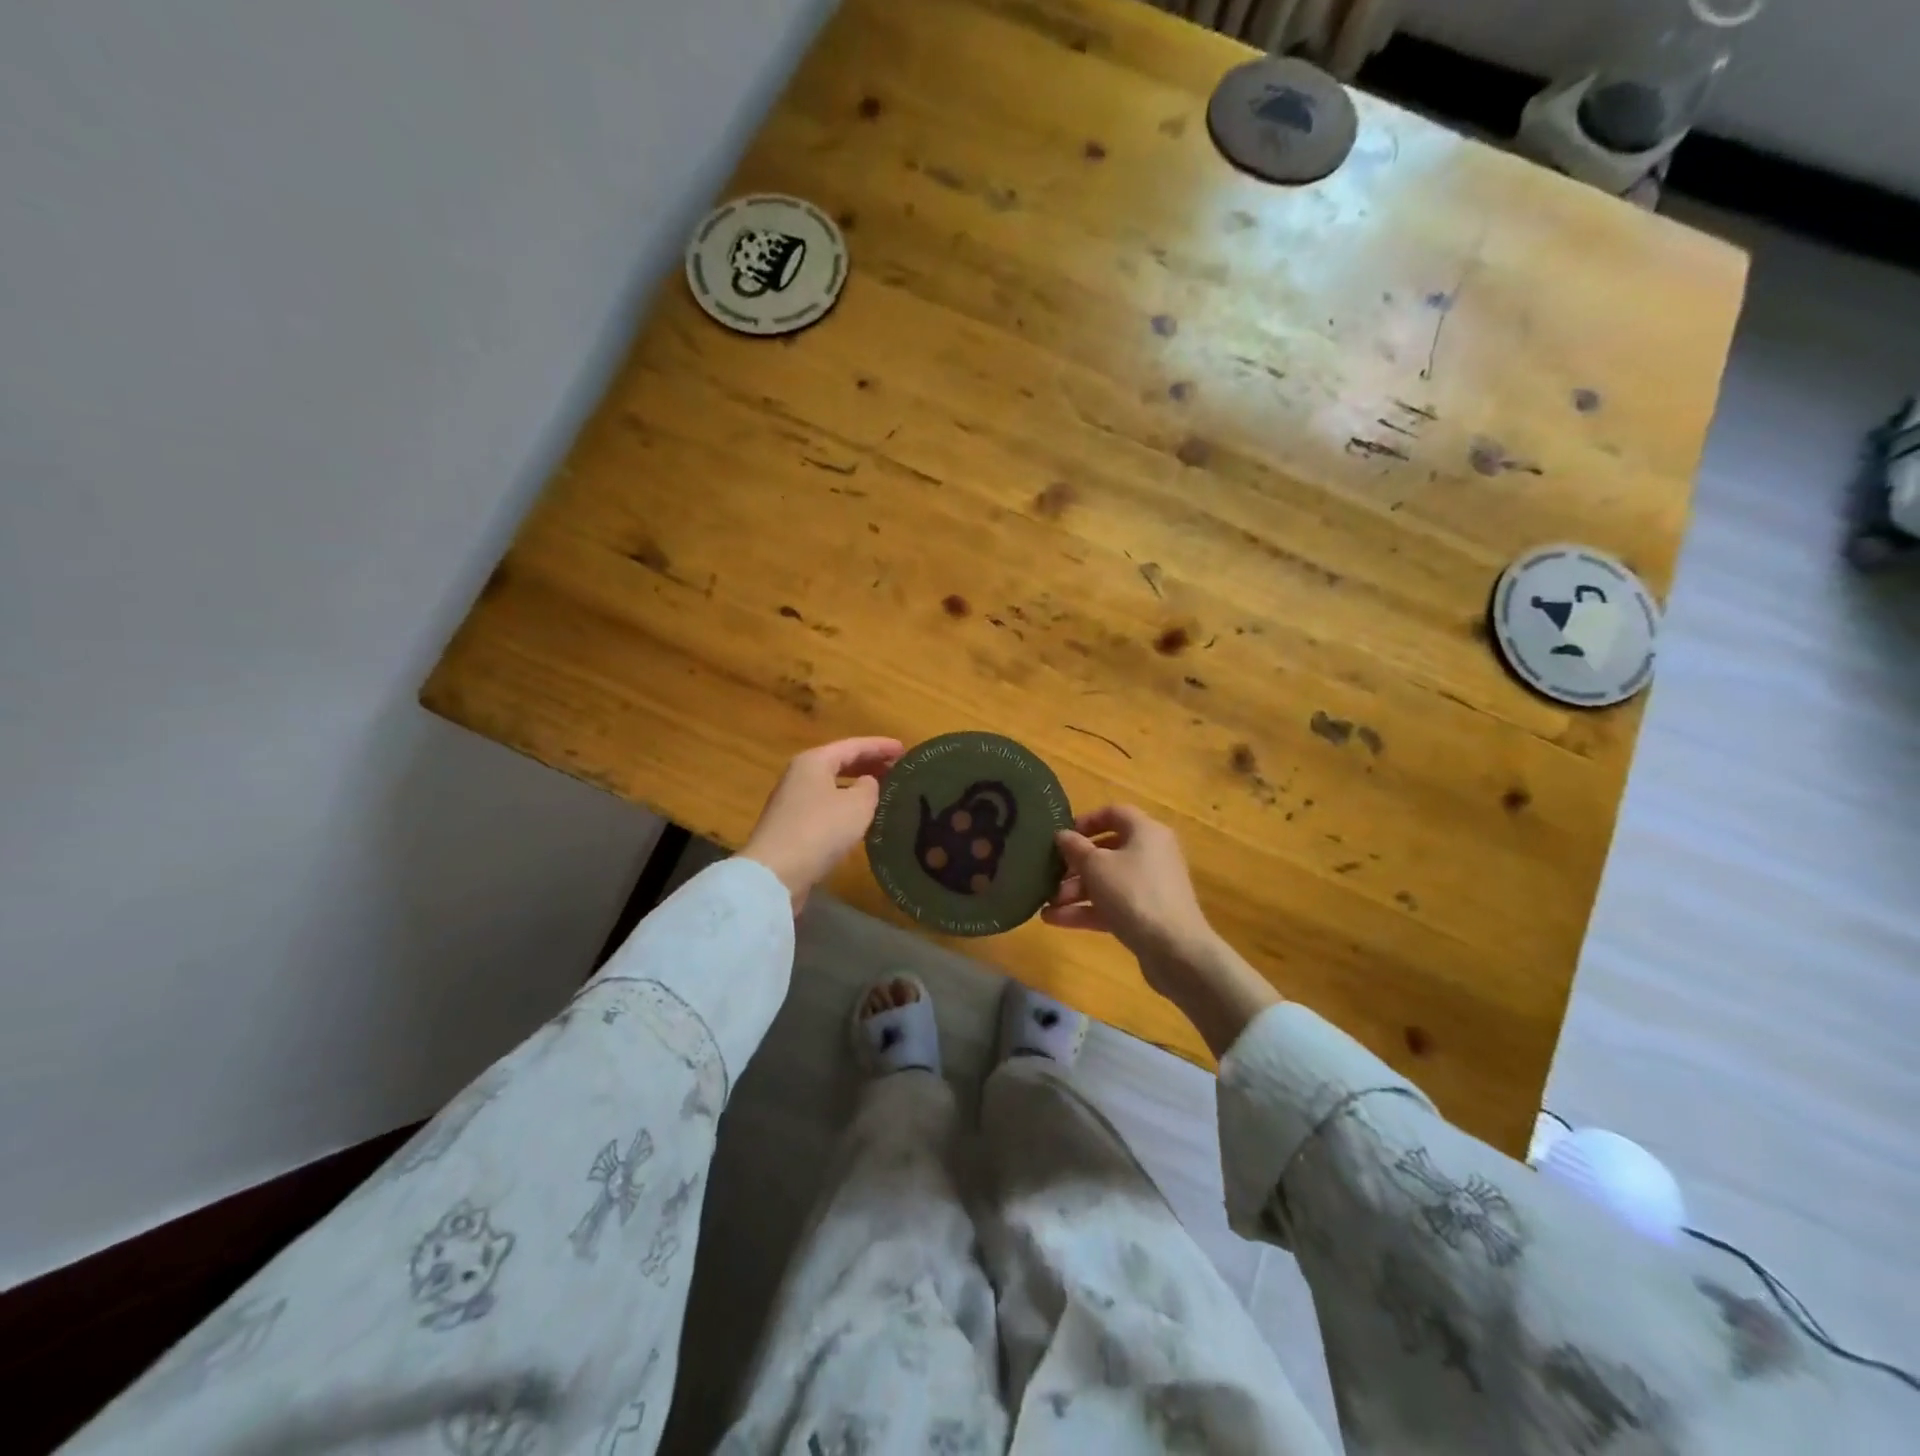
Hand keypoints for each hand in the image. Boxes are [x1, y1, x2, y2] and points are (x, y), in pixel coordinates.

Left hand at [742, 737, 903, 911]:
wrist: (775, 873)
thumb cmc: (820, 830)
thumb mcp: (857, 805)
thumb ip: (870, 788)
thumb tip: (868, 783)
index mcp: (814, 761)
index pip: (854, 745)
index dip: (881, 746)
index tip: (904, 750)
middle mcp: (800, 775)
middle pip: (839, 762)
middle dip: (869, 764)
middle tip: (896, 770)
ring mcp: (792, 801)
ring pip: (832, 785)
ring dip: (857, 786)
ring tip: (883, 792)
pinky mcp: (791, 826)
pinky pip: (825, 806)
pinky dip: (845, 806)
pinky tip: (860, 819)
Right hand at [1043, 805, 1212, 975]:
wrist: (1174, 949)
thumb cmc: (1133, 893)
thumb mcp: (1096, 866)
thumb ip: (1075, 848)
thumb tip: (1062, 835)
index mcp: (1146, 832)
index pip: (1114, 813)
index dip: (1086, 821)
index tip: (1062, 836)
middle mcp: (1151, 854)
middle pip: (1107, 851)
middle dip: (1074, 864)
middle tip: (1050, 874)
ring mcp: (1150, 886)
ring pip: (1107, 881)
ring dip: (1075, 891)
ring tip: (1046, 904)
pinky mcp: (1147, 915)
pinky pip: (1112, 905)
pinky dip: (1086, 910)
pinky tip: (1054, 920)